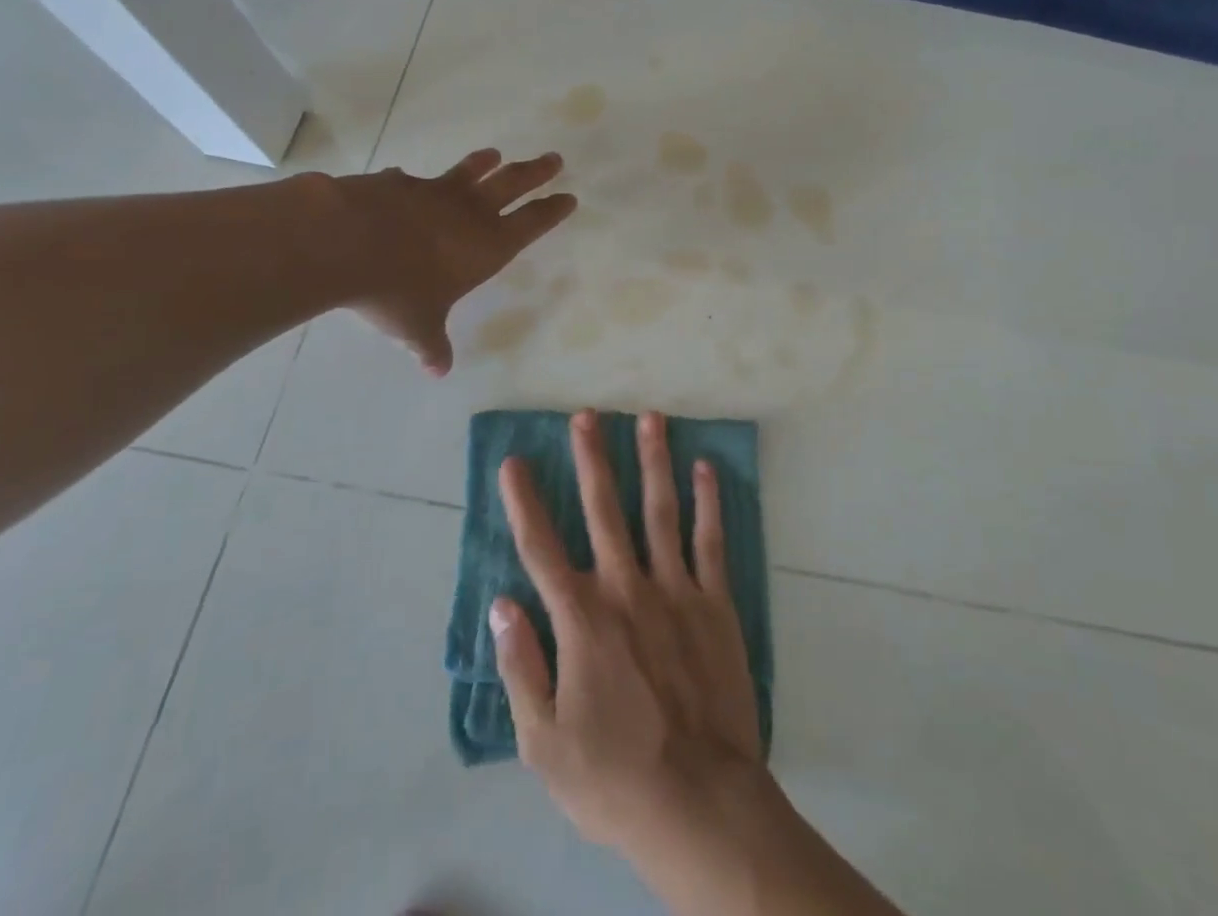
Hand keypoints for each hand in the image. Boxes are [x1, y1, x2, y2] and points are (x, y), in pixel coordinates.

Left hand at [328, 149, 574, 374]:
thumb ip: (431, 346)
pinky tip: (403, 177)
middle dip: (535, 173)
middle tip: (554, 159)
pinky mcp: (398, 183)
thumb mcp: (417, 327)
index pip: (531, 224)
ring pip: (468, 173)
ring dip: (483, 164)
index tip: (568, 197)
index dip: (551, 212)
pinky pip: (410, 180)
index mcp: (486, 246)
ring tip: (494, 154)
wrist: (345, 241)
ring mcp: (433, 192)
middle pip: (512, 185)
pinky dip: (411, 181)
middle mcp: (468, 213)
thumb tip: (438, 371)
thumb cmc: (396, 290)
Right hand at [491, 409, 763, 852]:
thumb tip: (502, 604)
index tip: (514, 462)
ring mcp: (675, 590)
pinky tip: (705, 468)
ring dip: (653, 461)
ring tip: (650, 417)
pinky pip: (710, 541)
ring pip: (660, 510)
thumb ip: (521, 666)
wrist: (699, 802)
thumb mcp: (543, 742)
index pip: (541, 547)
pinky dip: (708, 502)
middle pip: (604, 510)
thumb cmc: (613, 778)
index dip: (524, 502)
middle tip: (587, 414)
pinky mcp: (715, 603)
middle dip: (592, 459)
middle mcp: (626, 588)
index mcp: (581, 619)